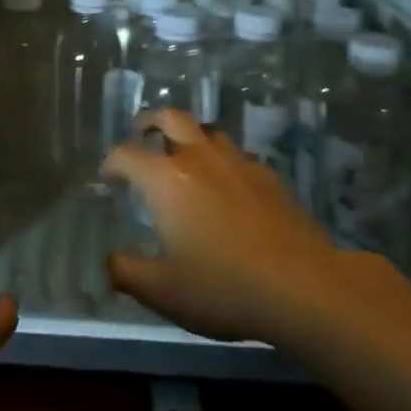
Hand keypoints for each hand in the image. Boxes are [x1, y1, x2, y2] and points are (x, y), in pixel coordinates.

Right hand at [101, 109, 359, 344]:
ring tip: (185, 158)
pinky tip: (227, 188)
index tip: (108, 178)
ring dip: (190, 137)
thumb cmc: (223, 287)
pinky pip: (237, 156)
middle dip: (151, 122)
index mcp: (165, 179)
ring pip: (208, 131)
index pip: (126, 154)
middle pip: (170, 117)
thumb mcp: (162, 292)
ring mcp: (237, 162)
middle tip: (142, 134)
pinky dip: (223, 162)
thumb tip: (110, 261)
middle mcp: (198, 158)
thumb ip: (127, 273)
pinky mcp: (268, 176)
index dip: (111, 163)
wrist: (302, 286)